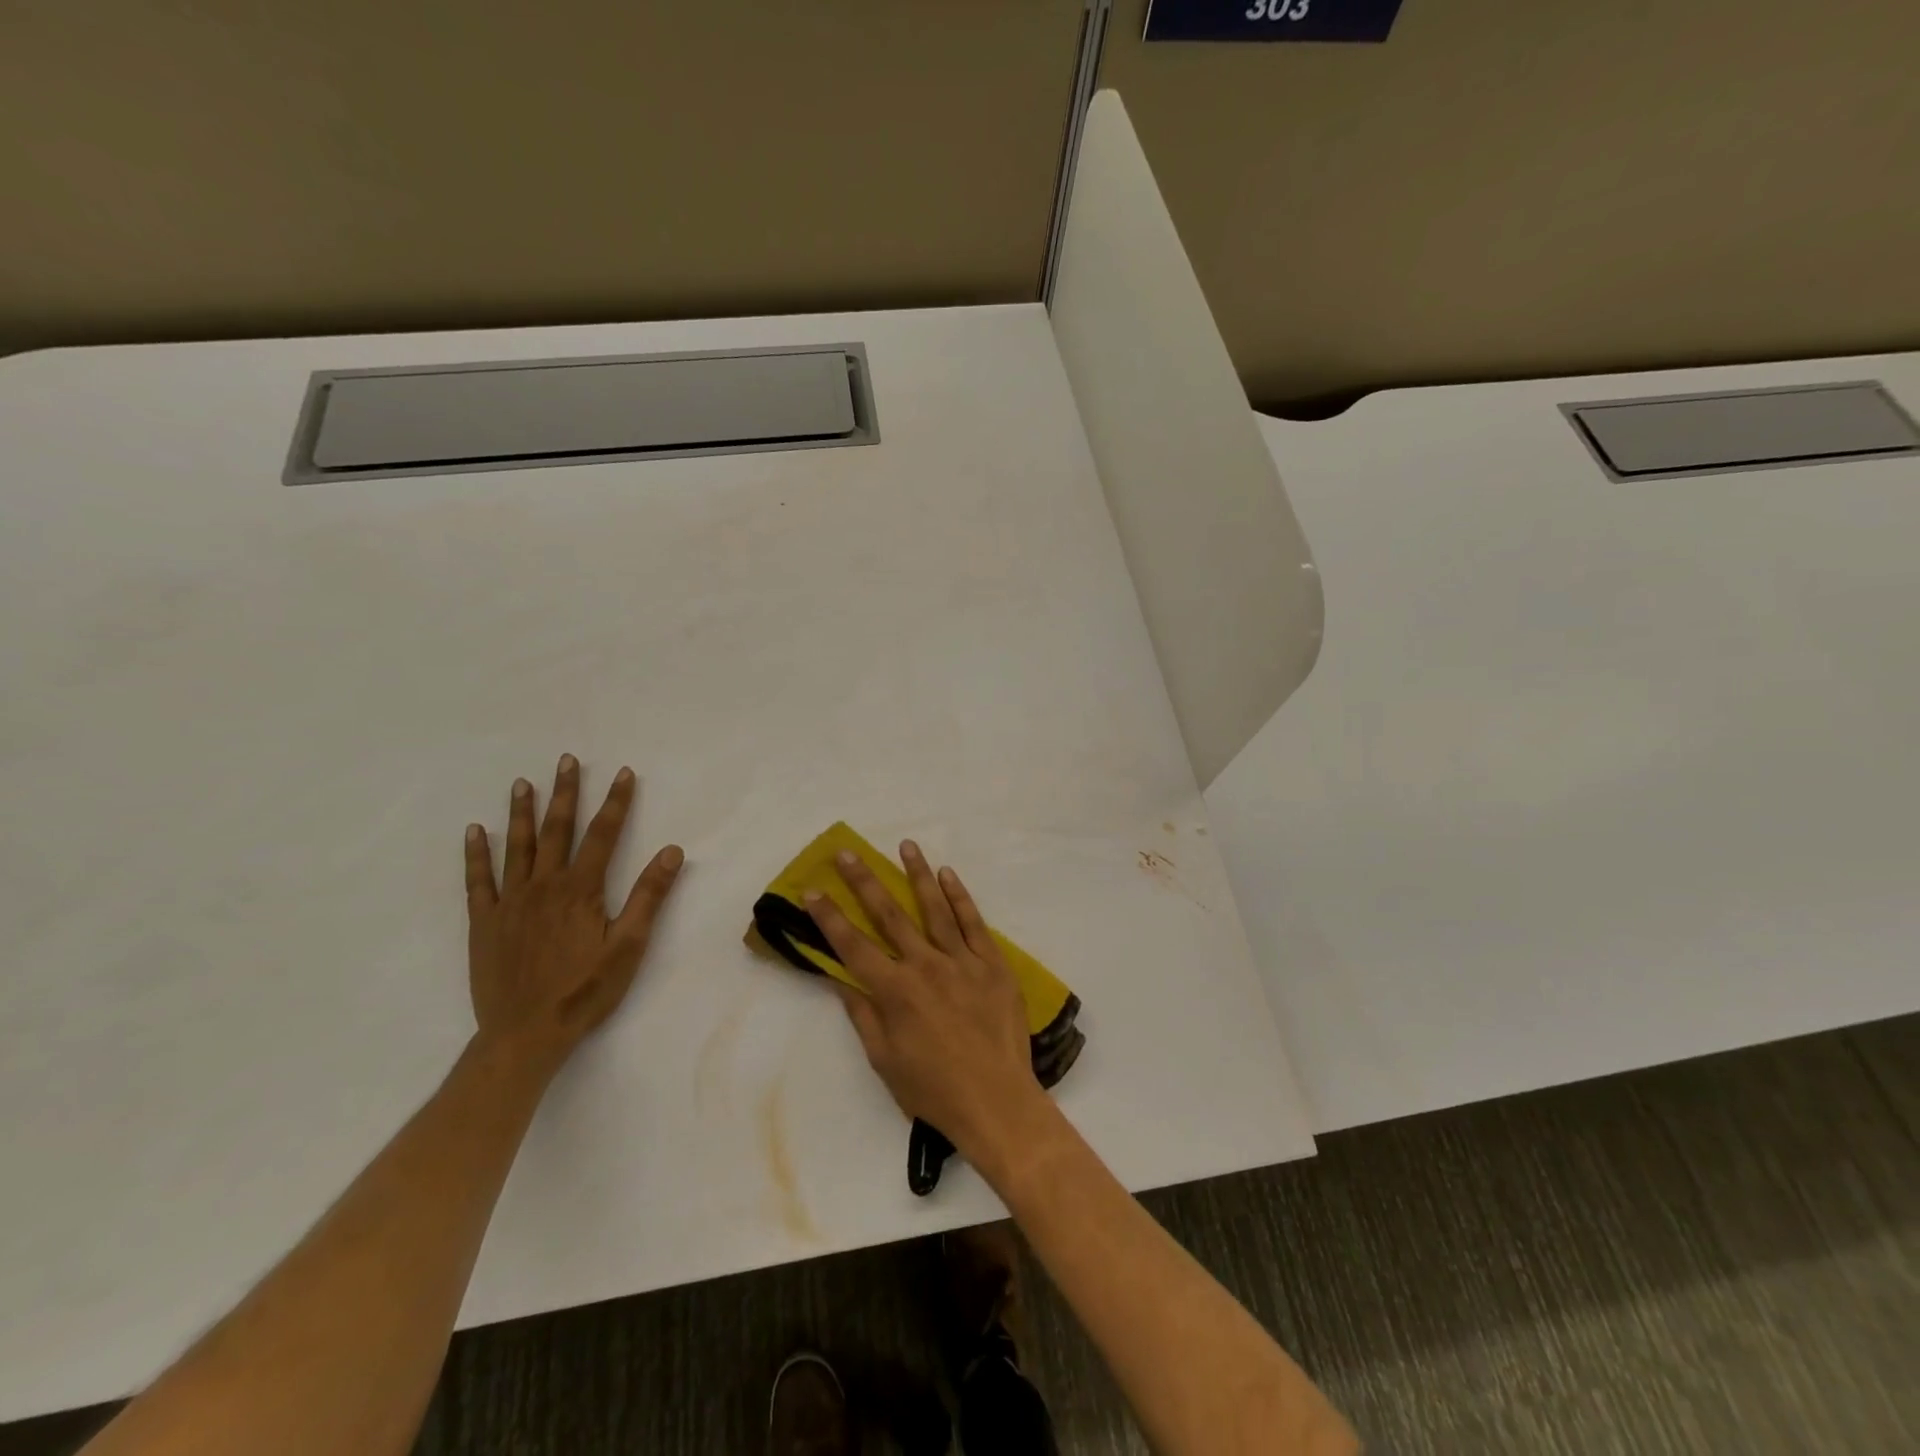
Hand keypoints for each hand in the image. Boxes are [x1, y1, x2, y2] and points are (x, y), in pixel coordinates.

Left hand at [464, 755, 684, 1080]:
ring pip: (517, 847)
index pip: (603, 834)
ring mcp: (510, 903)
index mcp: (581, 890)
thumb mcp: (629, 945)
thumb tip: (672, 851)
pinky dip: (476, 854)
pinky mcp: (484, 923)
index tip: (624, 773)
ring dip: (522, 813)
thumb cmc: (585, 990)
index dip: (617, 802)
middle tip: (567, 760)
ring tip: (523, 783)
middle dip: (566, 793)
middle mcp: (544, 886)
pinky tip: (476, 831)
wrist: (525, 1034)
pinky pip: (478, 881)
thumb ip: (649, 896)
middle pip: (557, 830)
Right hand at [804, 842, 1044, 1164]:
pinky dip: (960, 897)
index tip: (812, 890)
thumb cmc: (933, 1089)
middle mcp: (925, 966)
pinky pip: (973, 922)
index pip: (853, 945)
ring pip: (935, 907)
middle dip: (865, 882)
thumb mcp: (885, 1060)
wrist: (997, 1101)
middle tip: (849, 853)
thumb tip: (841, 981)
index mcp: (895, 991)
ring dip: (918, 874)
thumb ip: (863, 1015)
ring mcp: (962, 960)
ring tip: (906, 845)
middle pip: (889, 915)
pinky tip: (948, 875)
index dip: (829, 917)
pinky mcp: (992, 963)